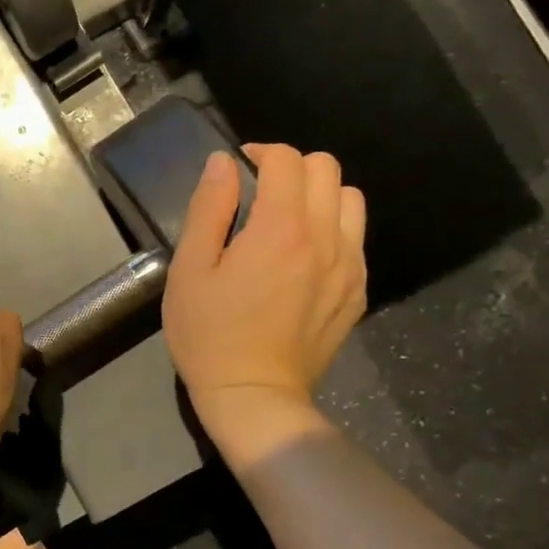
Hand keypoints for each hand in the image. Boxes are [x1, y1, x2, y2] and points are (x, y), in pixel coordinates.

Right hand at [162, 145, 366, 456]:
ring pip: (350, 198)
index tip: (237, 171)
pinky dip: (333, 229)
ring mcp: (350, 265)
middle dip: (291, 168)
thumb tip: (223, 163)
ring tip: (288, 220)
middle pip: (326, 168)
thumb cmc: (209, 334)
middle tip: (260, 193)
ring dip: (319, 195)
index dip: (259, 152)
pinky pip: (356, 237)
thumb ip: (207, 209)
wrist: (254, 396)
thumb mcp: (190, 270)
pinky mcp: (358, 291)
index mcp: (280, 228)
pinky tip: (304, 257)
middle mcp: (325, 237)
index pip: (286, 159)